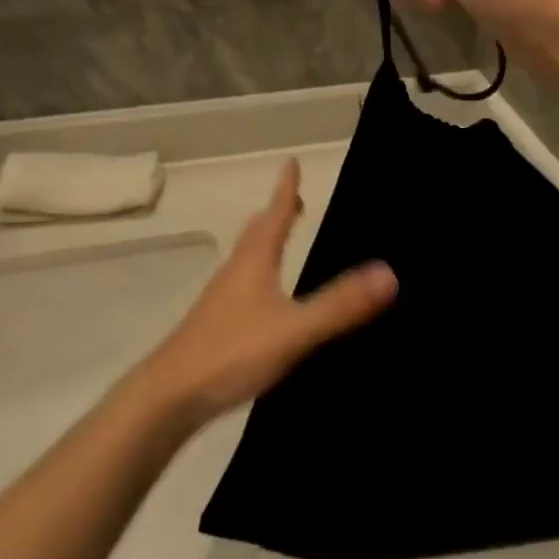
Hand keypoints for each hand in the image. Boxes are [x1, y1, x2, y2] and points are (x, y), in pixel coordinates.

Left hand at [136, 161, 396, 424]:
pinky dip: (261, 276)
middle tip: (295, 201)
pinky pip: (244, 286)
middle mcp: (236, 271)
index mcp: (254, 261)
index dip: (285, 188)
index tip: (291, 162)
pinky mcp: (216, 327)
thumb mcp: (294, 329)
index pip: (274, 214)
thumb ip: (339, 305)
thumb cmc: (232, 352)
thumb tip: (389, 273)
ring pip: (248, 259)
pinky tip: (269, 302)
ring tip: (284, 243)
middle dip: (276, 213)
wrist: (169, 397)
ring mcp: (222, 299)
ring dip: (267, 243)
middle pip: (257, 232)